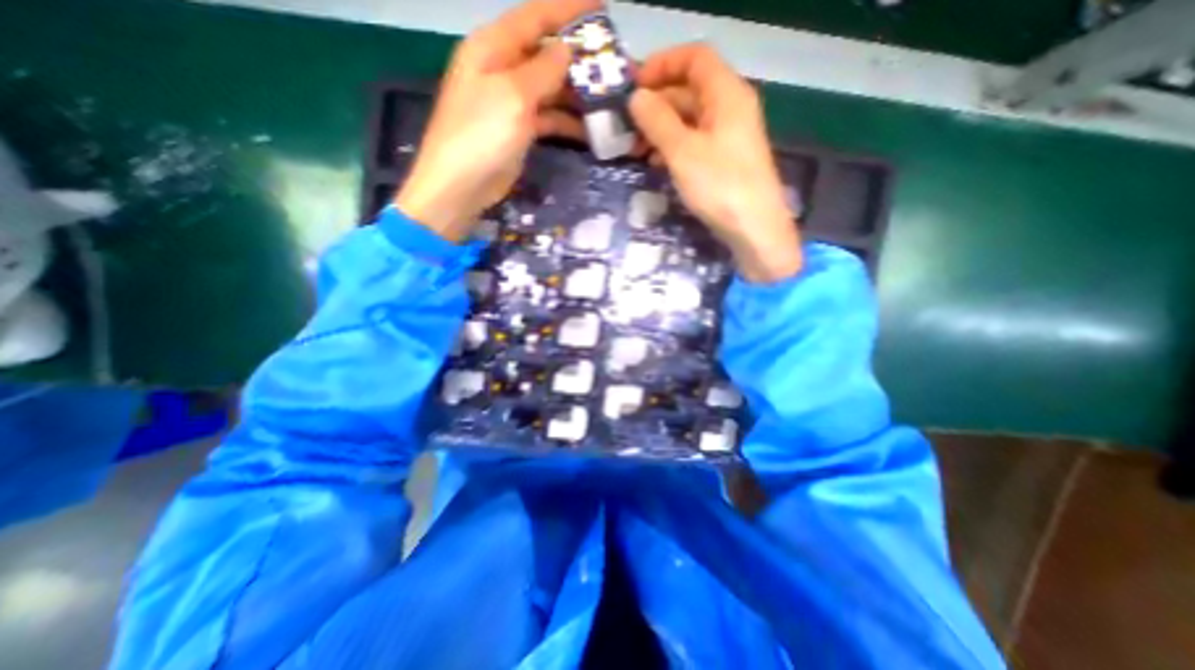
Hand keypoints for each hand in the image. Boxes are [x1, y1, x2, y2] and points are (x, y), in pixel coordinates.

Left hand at [395, 0, 593, 241]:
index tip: (603, 8)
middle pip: (547, 54)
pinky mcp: (519, 130)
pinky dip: (568, 122)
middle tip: (615, 68)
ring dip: (578, 95)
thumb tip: (568, 49)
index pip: (536, 16)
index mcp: (493, 47)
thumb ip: (543, 69)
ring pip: (551, 89)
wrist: (460, 187)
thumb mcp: (513, 96)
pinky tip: (591, 129)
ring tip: (610, 101)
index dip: (569, 10)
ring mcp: (511, 102)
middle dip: (580, 60)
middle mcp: (503, 68)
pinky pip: (549, 117)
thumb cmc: (481, 135)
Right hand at [627, 43, 801, 282]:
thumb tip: (636, 98)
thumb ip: (657, 120)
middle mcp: (730, 108)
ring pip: (689, 120)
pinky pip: (694, 143)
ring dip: (660, 129)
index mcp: (726, 94)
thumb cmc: (720, 186)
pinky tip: (655, 163)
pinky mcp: (724, 161)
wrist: (754, 230)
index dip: (661, 65)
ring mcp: (728, 137)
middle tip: (626, 126)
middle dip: (655, 104)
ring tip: (635, 149)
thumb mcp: (682, 152)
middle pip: (689, 90)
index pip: (693, 58)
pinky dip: (672, 147)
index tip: (632, 86)